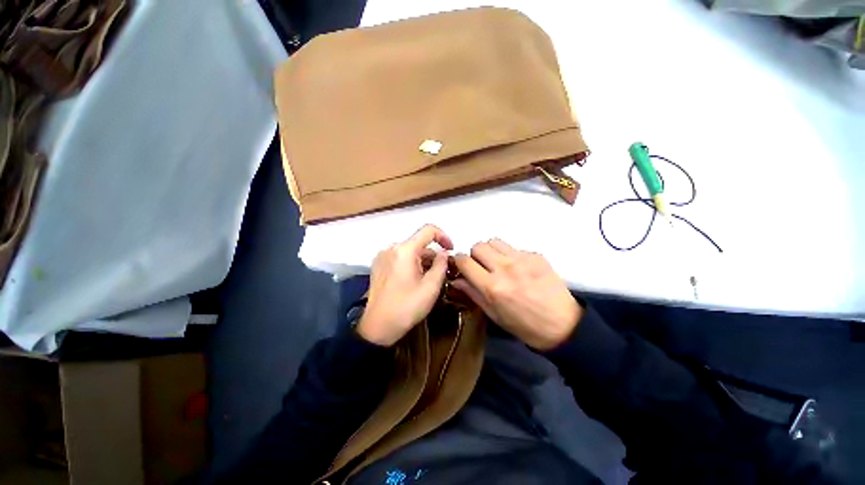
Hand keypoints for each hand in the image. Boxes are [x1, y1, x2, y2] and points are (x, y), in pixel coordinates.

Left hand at [357, 224, 453, 345]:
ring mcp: (383, 256)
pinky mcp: (378, 265)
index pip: (428, 230)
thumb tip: (444, 253)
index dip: (443, 236)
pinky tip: (414, 280)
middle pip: (419, 243)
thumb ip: (441, 265)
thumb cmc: (407, 307)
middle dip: (433, 255)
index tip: (450, 251)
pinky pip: (400, 257)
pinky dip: (411, 263)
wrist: (377, 327)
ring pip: (410, 251)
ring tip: (428, 279)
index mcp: (404, 250)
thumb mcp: (431, 287)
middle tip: (442, 272)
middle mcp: (391, 248)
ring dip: (422, 260)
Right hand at [453, 239, 582, 350]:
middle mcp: (505, 268)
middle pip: (478, 246)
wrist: (563, 324)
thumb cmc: (524, 325)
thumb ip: (473, 293)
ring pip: (494, 241)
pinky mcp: (535, 255)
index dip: (458, 261)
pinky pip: (513, 248)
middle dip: (475, 255)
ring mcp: (522, 259)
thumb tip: (456, 279)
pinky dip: (509, 255)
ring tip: (497, 263)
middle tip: (481, 267)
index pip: (464, 261)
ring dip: (490, 251)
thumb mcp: (494, 314)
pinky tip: (518, 268)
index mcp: (492, 287)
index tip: (460, 265)